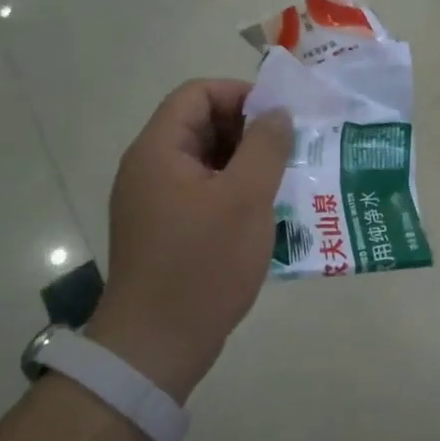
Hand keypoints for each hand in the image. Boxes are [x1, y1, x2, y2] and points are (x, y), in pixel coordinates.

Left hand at [87, 80, 291, 400]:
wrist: (156, 347)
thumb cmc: (202, 264)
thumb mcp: (246, 198)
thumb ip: (266, 147)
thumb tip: (276, 114)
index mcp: (159, 151)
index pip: (197, 94)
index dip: (239, 95)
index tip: (279, 119)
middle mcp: (149, 168)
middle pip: (200, 124)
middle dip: (248, 131)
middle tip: (290, 150)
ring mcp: (155, 202)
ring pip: (206, 161)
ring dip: (246, 163)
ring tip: (285, 180)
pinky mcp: (165, 230)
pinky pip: (203, 192)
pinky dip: (234, 192)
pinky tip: (266, 212)